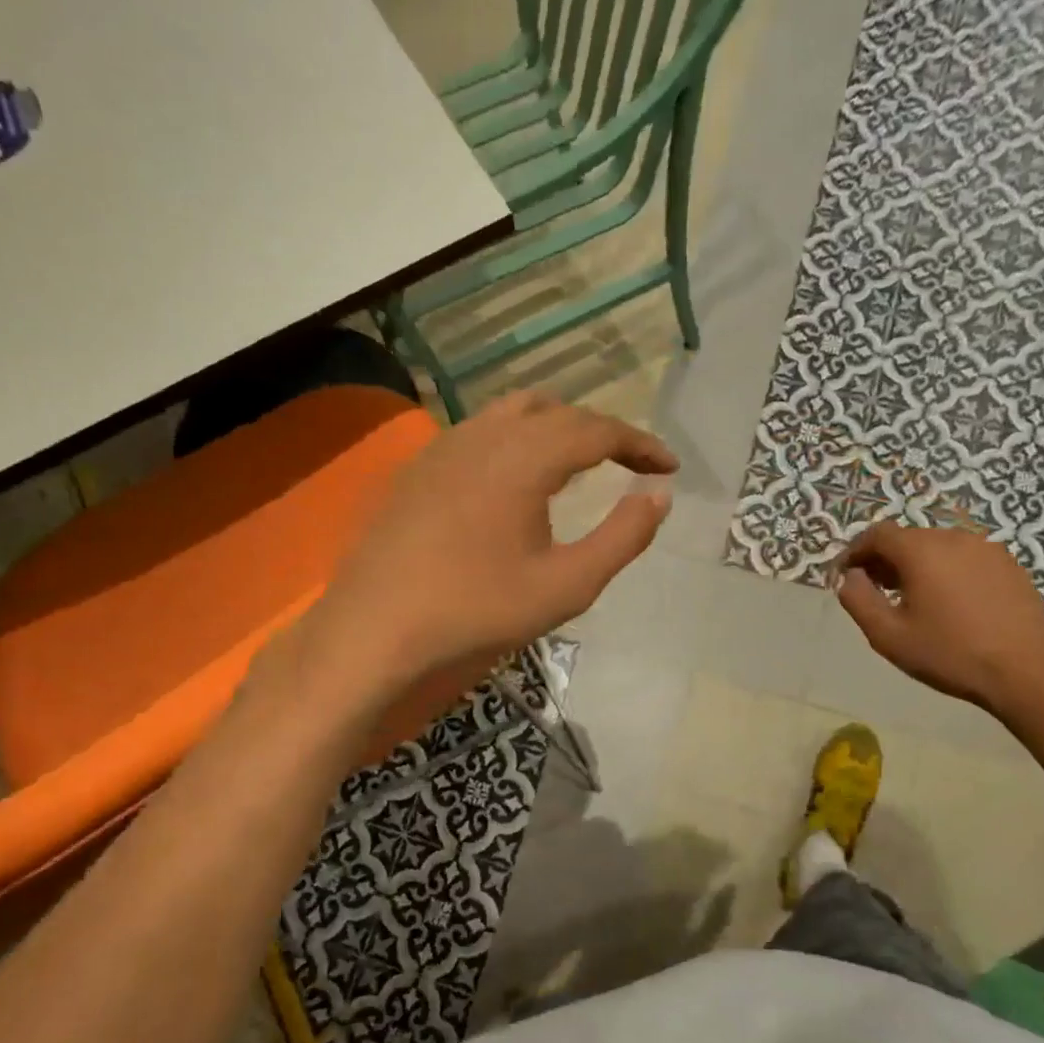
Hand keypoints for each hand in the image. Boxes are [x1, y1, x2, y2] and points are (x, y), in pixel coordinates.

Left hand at [301, 391, 675, 688]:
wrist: (375, 630)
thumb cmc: (476, 610)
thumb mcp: (566, 585)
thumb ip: (623, 537)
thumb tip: (659, 495)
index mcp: (524, 457)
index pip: (598, 430)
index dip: (640, 443)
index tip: (668, 466)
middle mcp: (484, 435)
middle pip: (557, 411)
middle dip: (601, 431)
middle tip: (628, 463)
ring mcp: (443, 446)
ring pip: (513, 412)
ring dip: (556, 427)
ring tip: (578, 461)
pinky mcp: (417, 467)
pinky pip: (480, 432)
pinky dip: (516, 439)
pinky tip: (515, 478)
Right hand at [834, 520, 1043, 715]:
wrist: (1026, 671)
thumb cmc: (949, 653)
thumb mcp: (888, 635)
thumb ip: (858, 600)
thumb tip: (850, 577)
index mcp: (921, 550)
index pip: (877, 534)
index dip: (855, 552)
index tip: (845, 575)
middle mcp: (953, 538)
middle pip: (908, 538)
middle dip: (885, 559)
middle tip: (874, 589)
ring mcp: (986, 548)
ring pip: (937, 547)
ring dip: (916, 564)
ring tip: (911, 597)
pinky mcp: (1009, 565)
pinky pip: (964, 558)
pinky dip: (946, 570)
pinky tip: (948, 602)